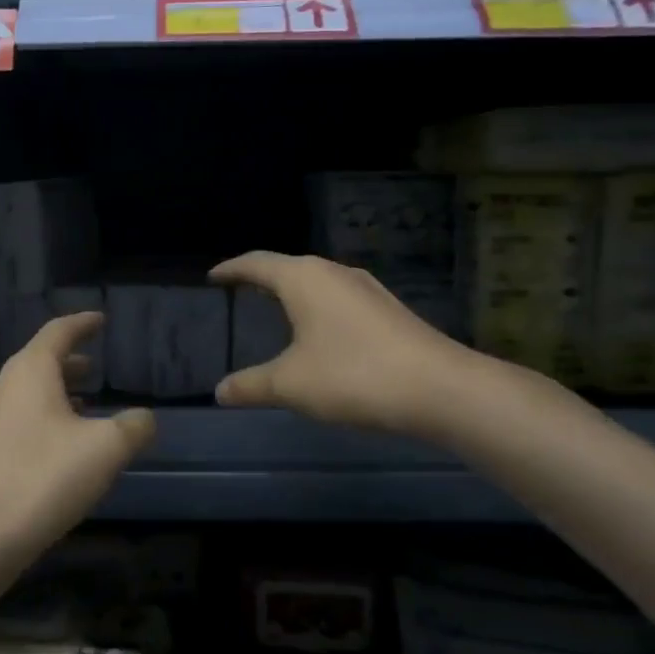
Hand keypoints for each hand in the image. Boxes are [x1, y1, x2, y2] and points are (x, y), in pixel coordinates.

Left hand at [0, 312, 154, 560]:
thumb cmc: (43, 479)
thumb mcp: (105, 450)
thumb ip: (133, 427)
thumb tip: (144, 418)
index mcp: (30, 372)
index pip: (58, 332)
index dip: (82, 323)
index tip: (100, 319)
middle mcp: (3, 387)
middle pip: (39, 361)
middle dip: (69, 361)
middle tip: (95, 366)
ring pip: (27, 392)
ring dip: (57, 392)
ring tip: (85, 406)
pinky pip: (18, 419)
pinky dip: (43, 417)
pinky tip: (60, 446)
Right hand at [210, 251, 493, 440]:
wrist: (441, 389)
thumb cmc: (354, 375)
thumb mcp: (291, 385)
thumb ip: (250, 386)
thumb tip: (219, 391)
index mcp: (303, 278)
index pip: (256, 262)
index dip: (231, 269)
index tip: (213, 277)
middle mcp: (334, 272)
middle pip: (288, 267)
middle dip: (261, 279)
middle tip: (239, 294)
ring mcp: (366, 288)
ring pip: (317, 282)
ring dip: (293, 293)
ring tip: (275, 311)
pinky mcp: (388, 309)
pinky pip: (339, 299)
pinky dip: (318, 308)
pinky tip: (320, 334)